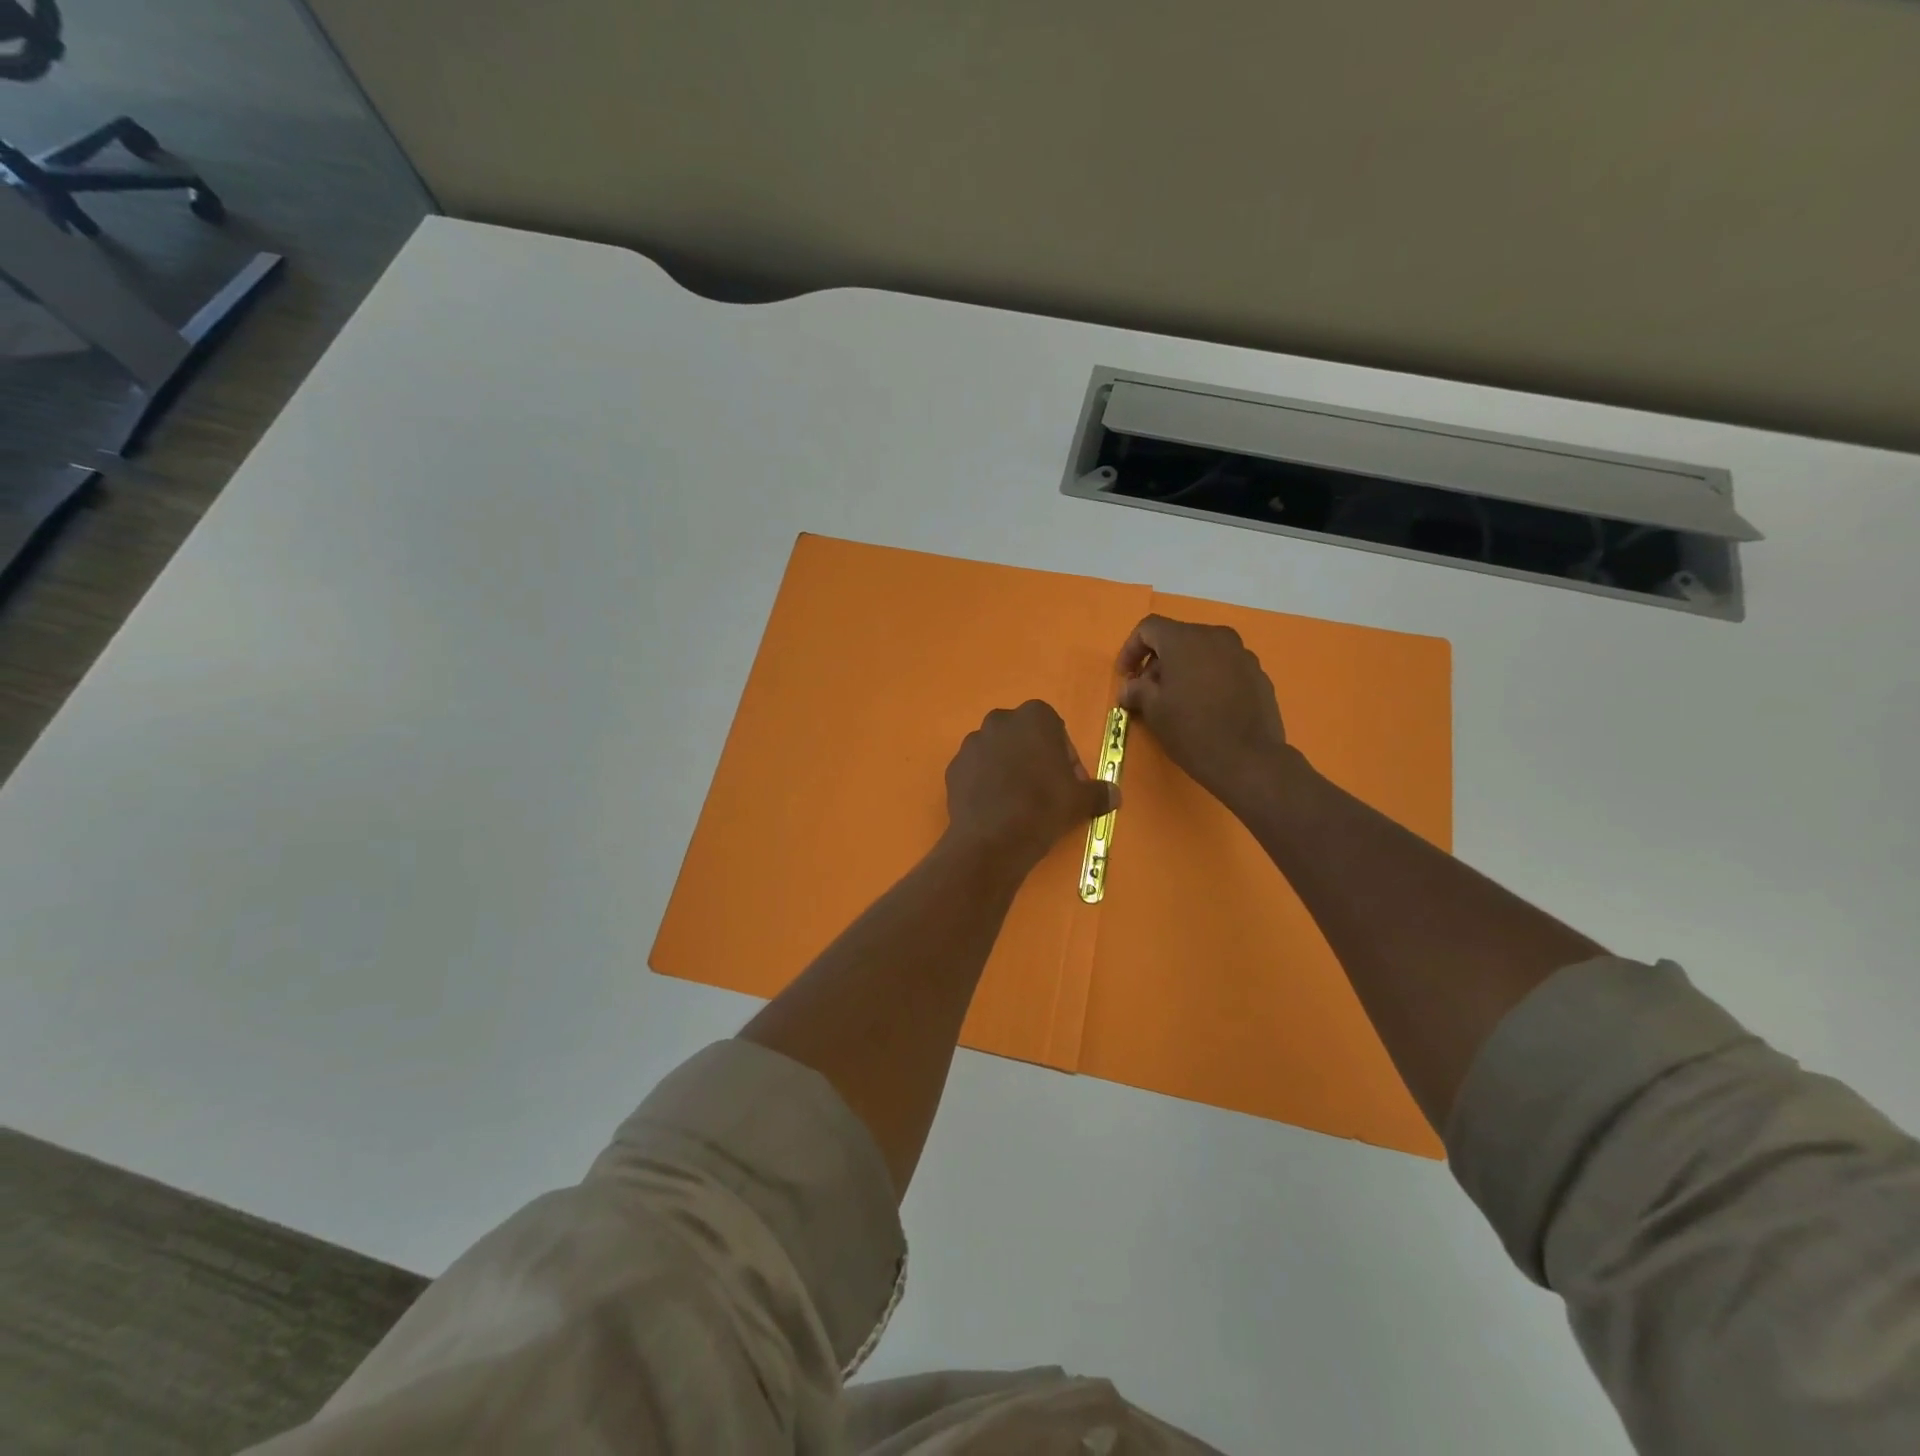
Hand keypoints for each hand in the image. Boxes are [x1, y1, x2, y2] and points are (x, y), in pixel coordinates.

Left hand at [944, 700, 1116, 873]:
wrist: (994, 838)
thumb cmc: (1044, 807)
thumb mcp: (1081, 800)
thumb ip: (1099, 792)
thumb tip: (1114, 795)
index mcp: (1034, 717)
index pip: (1054, 728)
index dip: (1063, 756)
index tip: (1067, 782)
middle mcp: (999, 721)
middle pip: (1023, 737)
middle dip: (1034, 758)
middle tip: (1045, 792)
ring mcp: (972, 743)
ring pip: (997, 752)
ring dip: (1008, 769)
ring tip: (1018, 803)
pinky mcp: (953, 767)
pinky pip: (976, 771)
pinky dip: (986, 783)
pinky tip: (996, 808)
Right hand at [1117, 615, 1290, 809]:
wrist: (1249, 760)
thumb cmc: (1192, 731)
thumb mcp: (1154, 712)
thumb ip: (1137, 691)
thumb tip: (1130, 687)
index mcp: (1185, 640)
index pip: (1149, 628)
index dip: (1130, 649)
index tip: (1125, 676)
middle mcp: (1216, 637)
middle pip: (1178, 638)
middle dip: (1158, 661)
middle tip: (1147, 691)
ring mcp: (1242, 654)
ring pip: (1203, 652)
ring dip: (1184, 669)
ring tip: (1177, 700)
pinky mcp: (1258, 674)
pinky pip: (1224, 667)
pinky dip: (1208, 678)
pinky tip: (1205, 706)